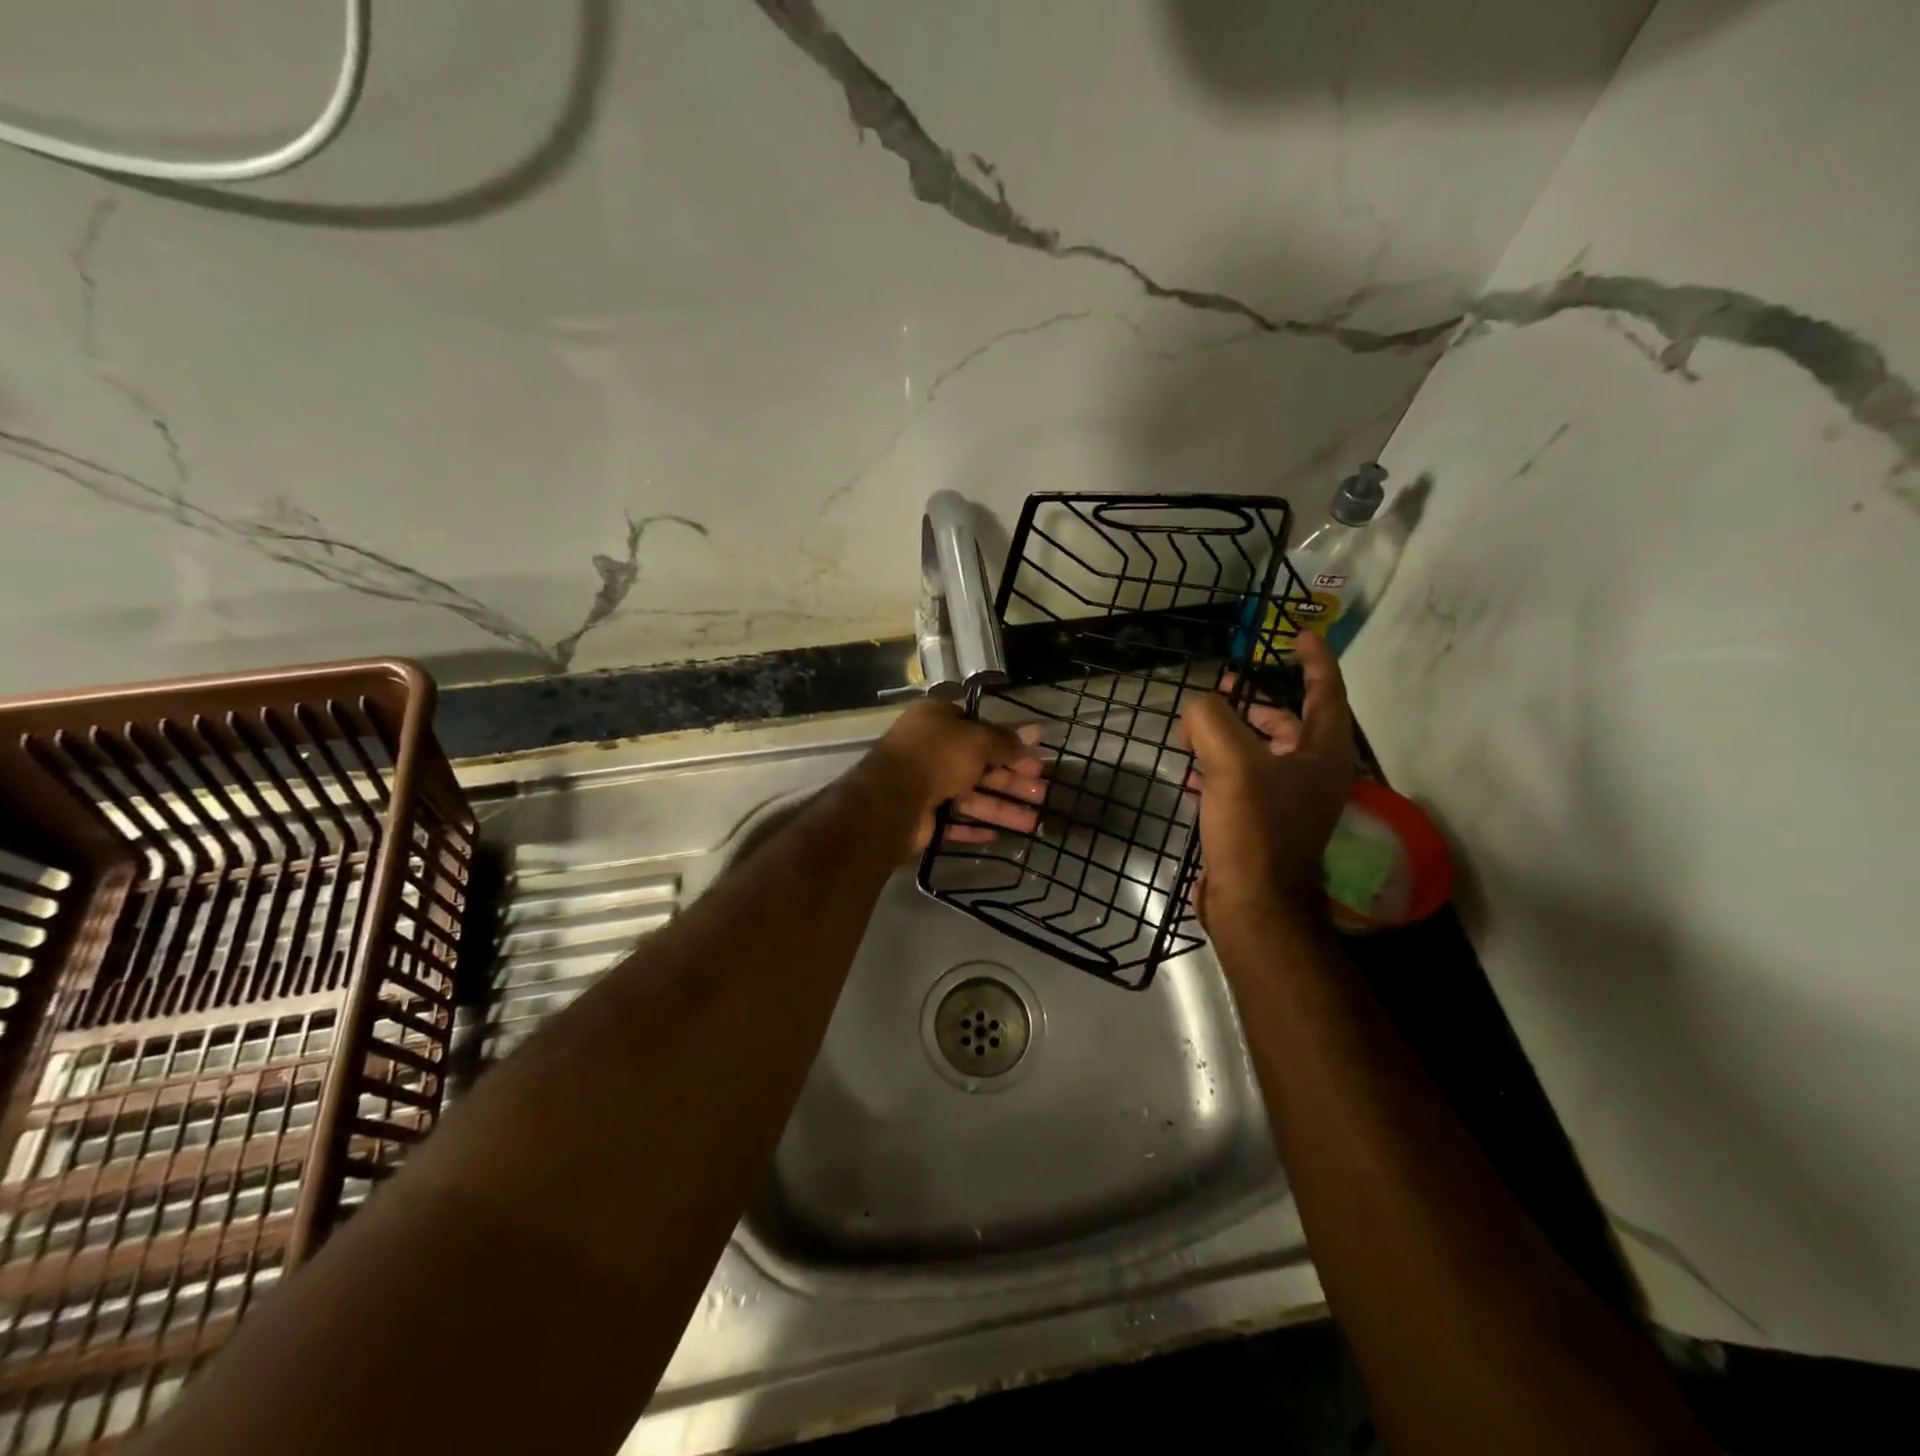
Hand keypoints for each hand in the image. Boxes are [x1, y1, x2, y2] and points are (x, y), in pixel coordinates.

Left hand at [860, 701, 1046, 853]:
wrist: (891, 800)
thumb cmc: (937, 756)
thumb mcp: (977, 740)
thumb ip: (1006, 741)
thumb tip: (1036, 733)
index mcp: (938, 722)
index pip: (979, 730)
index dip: (1009, 745)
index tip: (1036, 761)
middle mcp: (930, 751)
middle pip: (979, 766)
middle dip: (1013, 781)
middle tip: (1043, 794)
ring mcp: (925, 786)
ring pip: (971, 797)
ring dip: (1003, 808)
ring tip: (1034, 823)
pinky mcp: (922, 818)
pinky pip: (953, 822)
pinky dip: (974, 827)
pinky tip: (998, 836)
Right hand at [1179, 631, 1356, 936]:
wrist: (1254, 904)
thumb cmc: (1254, 829)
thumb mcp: (1232, 763)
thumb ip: (1212, 720)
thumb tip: (1198, 708)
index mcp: (1322, 753)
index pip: (1326, 692)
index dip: (1315, 659)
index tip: (1299, 634)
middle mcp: (1313, 774)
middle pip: (1288, 722)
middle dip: (1254, 702)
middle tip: (1220, 687)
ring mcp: (1289, 802)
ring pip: (1261, 752)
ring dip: (1231, 734)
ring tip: (1194, 728)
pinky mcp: (1262, 824)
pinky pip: (1241, 781)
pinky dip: (1218, 768)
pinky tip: (1190, 772)